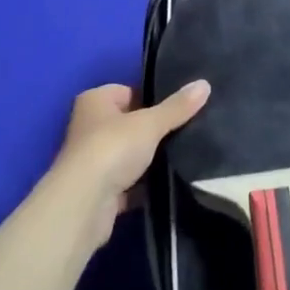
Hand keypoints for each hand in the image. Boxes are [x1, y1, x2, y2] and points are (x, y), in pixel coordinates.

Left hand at [49, 80, 209, 249]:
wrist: (84, 205)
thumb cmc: (112, 148)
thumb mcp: (150, 123)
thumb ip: (177, 107)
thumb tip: (205, 84)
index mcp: (95, 100)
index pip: (129, 90)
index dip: (153, 98)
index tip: (180, 107)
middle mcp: (89, 126)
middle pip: (130, 123)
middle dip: (153, 131)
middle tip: (186, 131)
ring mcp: (93, 161)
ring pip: (130, 155)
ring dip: (150, 159)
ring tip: (183, 155)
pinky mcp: (100, 192)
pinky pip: (129, 184)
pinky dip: (145, 185)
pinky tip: (170, 184)